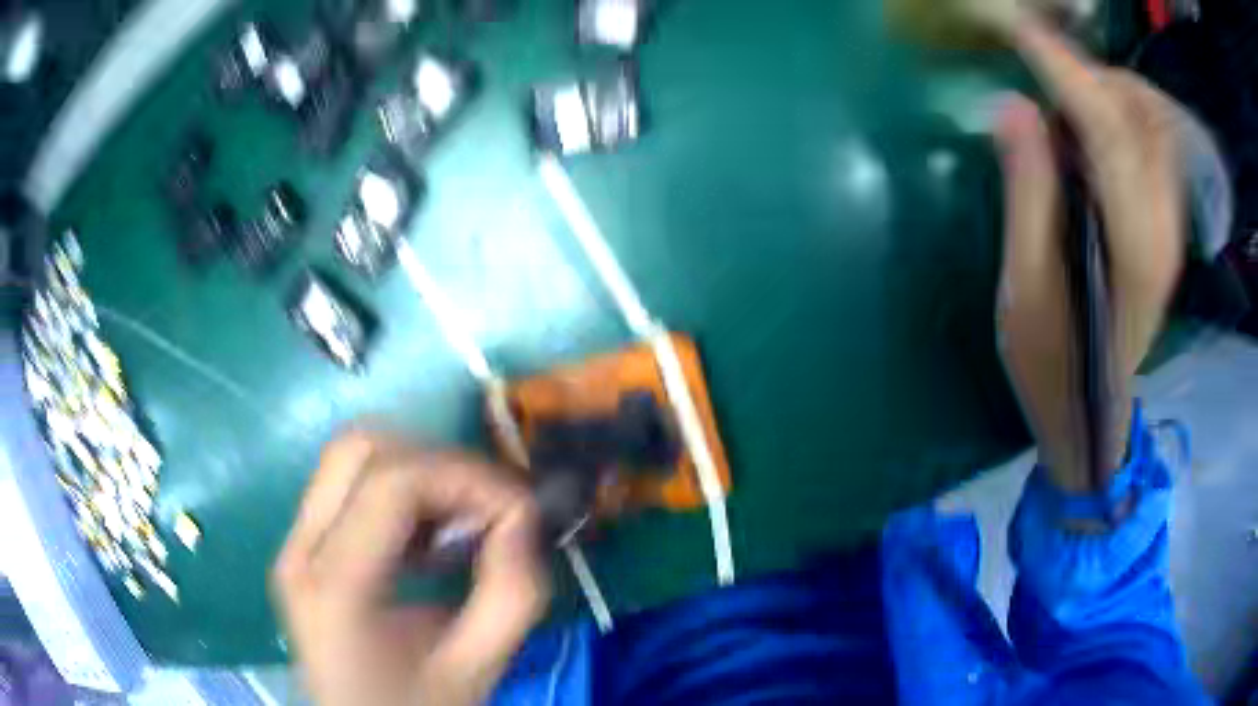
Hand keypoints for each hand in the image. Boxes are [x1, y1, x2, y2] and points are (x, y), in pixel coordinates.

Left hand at [272, 431, 550, 705]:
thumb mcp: (476, 668)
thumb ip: (511, 595)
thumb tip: (524, 518)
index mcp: (336, 586)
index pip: (394, 483)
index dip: (466, 477)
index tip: (519, 510)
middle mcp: (300, 550)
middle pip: (360, 448)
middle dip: (437, 463)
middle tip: (487, 509)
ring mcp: (294, 545)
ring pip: (351, 457)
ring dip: (418, 474)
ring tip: (460, 525)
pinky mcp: (304, 548)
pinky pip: (349, 487)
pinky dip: (399, 493)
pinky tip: (429, 540)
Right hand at [993, 19, 1184, 492]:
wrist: (1091, 413)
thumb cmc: (1050, 365)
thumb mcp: (1023, 289)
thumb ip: (1027, 194)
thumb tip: (1011, 106)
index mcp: (1131, 247)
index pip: (1106, 127)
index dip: (1063, 70)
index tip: (1021, 31)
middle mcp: (1162, 226)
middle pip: (1141, 113)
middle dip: (1090, 74)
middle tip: (1040, 69)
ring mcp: (1169, 226)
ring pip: (1153, 122)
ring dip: (1109, 89)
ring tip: (1064, 95)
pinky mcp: (1166, 226)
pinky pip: (1154, 143)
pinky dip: (1123, 113)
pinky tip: (1090, 125)